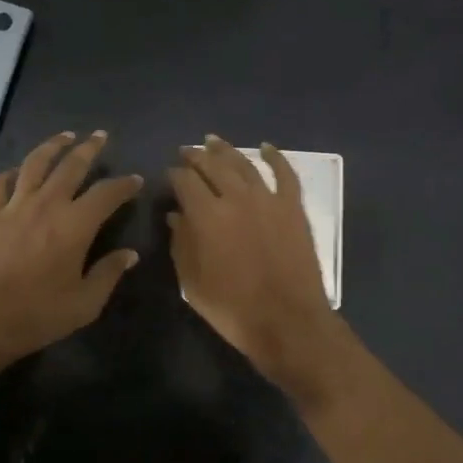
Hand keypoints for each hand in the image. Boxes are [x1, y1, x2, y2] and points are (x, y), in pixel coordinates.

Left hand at [0, 130, 142, 367]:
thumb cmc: (38, 315)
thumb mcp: (85, 303)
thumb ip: (108, 274)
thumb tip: (129, 254)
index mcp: (75, 225)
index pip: (106, 194)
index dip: (124, 184)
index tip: (135, 181)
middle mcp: (46, 205)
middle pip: (71, 166)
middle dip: (89, 149)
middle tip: (100, 136)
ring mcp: (14, 208)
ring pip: (34, 164)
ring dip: (52, 146)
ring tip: (65, 136)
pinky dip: (10, 173)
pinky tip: (16, 172)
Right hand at [168, 137, 354, 399]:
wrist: (287, 321)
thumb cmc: (232, 308)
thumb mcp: (192, 282)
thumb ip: (181, 243)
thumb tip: (175, 215)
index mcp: (206, 215)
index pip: (184, 181)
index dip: (174, 174)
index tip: (169, 174)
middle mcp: (236, 197)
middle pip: (213, 165)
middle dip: (196, 156)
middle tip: (187, 151)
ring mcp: (268, 199)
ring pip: (244, 164)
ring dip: (226, 150)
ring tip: (213, 141)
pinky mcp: (293, 208)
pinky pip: (285, 174)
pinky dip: (275, 157)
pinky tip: (266, 147)